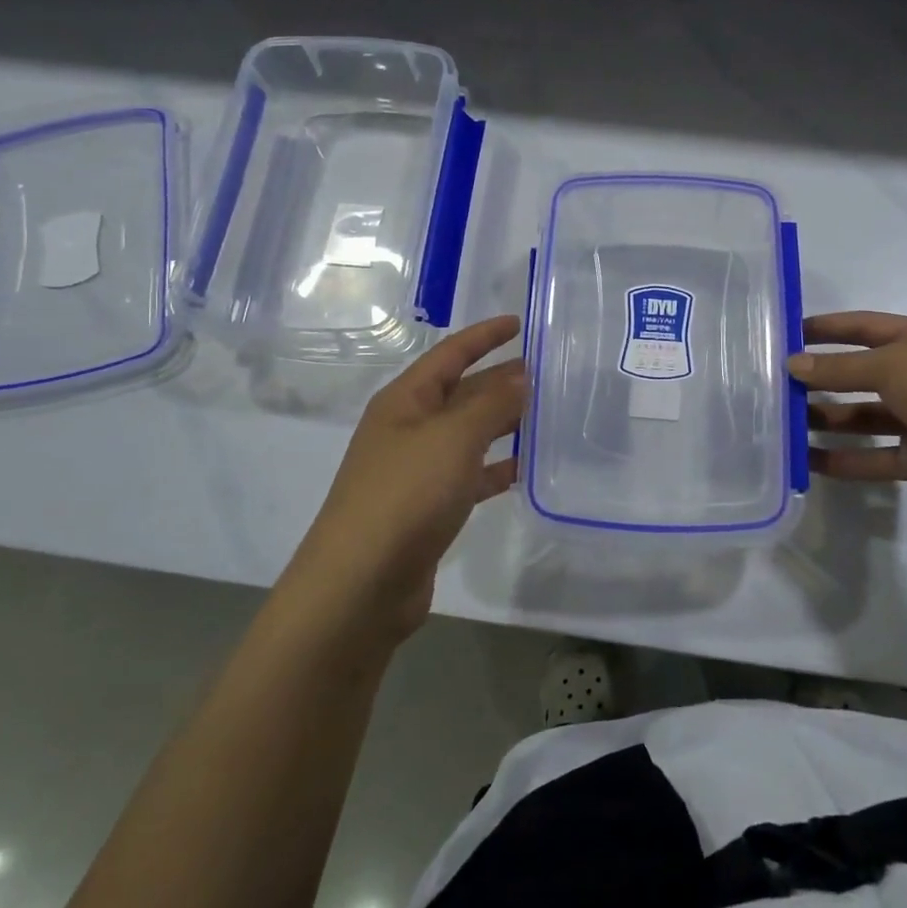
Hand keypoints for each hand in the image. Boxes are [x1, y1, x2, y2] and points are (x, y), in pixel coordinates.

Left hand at [291, 315, 525, 641]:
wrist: (361, 584)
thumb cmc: (405, 495)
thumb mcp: (453, 438)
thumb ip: (491, 403)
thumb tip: (520, 376)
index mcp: (405, 401)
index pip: (449, 355)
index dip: (483, 336)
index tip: (518, 323)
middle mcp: (408, 428)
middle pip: (461, 392)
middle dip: (499, 379)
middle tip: (546, 371)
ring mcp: (417, 470)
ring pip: (468, 434)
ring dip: (502, 422)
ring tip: (544, 413)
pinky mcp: (428, 507)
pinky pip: (470, 475)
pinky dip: (496, 468)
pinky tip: (524, 467)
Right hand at [792, 311, 906, 516]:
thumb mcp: (890, 365)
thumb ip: (839, 367)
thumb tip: (792, 364)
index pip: (865, 327)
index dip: (827, 328)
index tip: (788, 333)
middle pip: (860, 374)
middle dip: (822, 379)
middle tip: (777, 386)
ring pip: (864, 417)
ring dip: (828, 420)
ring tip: (785, 424)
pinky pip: (874, 457)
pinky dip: (845, 460)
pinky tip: (809, 462)